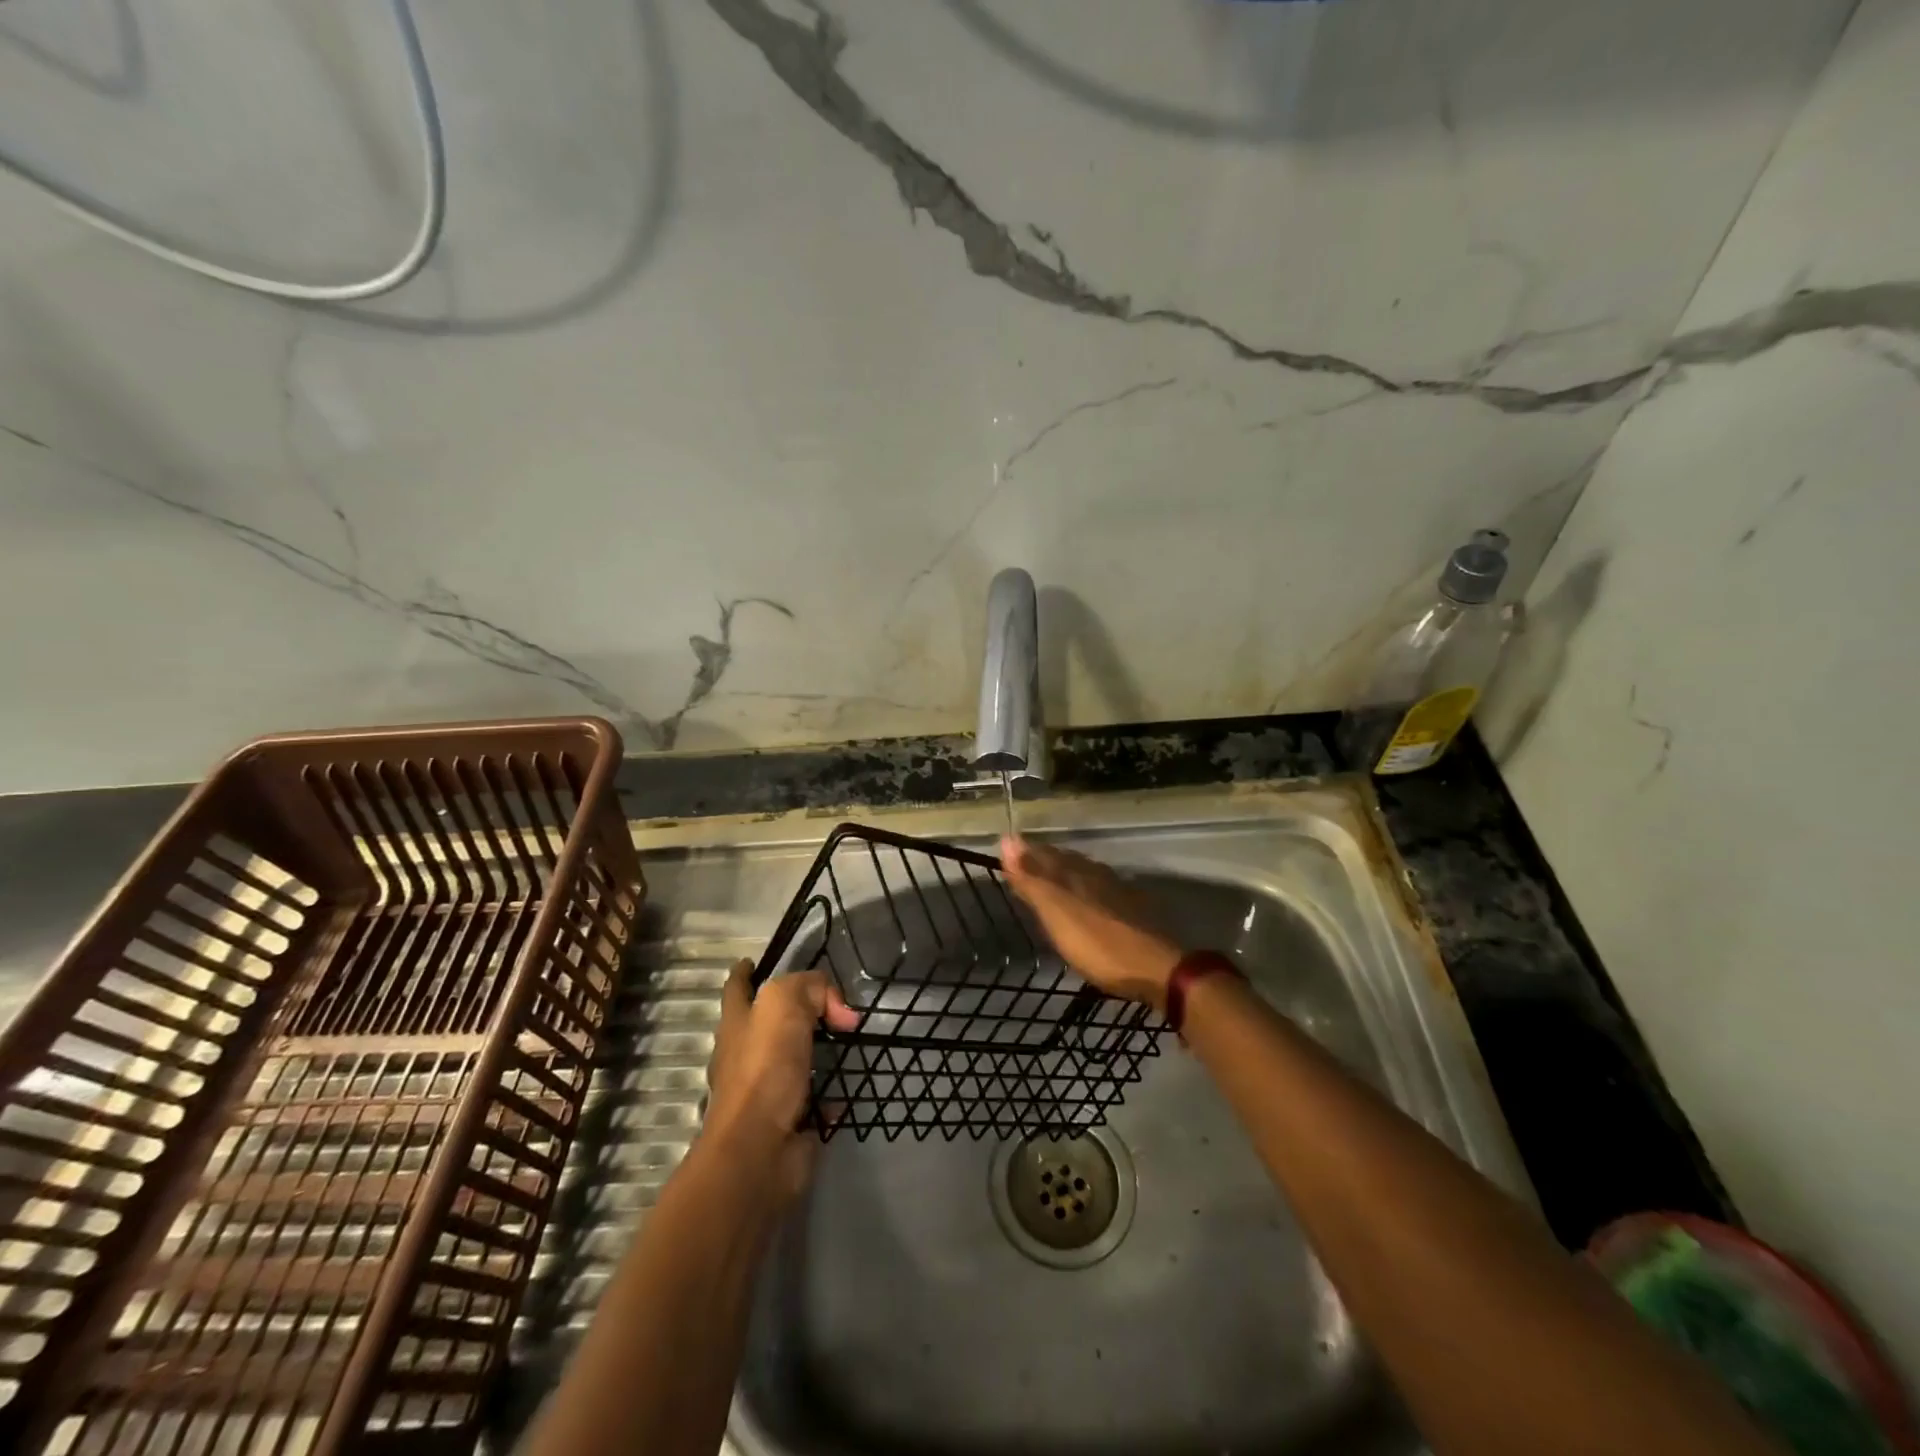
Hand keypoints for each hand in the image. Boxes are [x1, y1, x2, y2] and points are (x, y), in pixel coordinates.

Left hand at [705, 961, 858, 1201]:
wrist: (759, 1150)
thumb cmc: (764, 1068)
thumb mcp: (785, 1004)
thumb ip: (812, 990)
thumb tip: (839, 1011)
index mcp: (738, 1025)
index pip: (737, 988)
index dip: (744, 973)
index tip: (752, 962)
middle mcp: (746, 1056)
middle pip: (767, 1025)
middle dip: (792, 1013)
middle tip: (827, 1004)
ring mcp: (766, 1093)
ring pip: (793, 1063)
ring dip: (816, 1054)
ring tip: (847, 1040)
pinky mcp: (789, 1124)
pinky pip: (815, 1102)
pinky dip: (831, 1097)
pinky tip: (848, 1090)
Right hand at [1000, 837, 1182, 1011]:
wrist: (1157, 969)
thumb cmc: (1098, 944)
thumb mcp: (1056, 912)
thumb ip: (1032, 878)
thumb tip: (1008, 838)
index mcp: (1075, 874)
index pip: (1044, 854)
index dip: (1025, 853)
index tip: (1006, 851)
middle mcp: (1096, 875)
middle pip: (1065, 861)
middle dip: (1044, 859)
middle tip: (1026, 861)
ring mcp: (1117, 892)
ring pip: (1085, 873)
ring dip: (1066, 872)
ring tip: (1053, 877)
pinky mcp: (1132, 912)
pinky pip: (1102, 889)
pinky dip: (1087, 889)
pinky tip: (1089, 898)